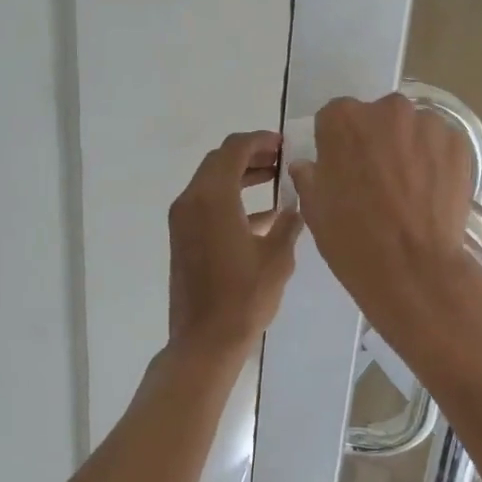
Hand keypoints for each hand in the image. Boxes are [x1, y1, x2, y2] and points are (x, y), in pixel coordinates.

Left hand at [168, 131, 302, 354]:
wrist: (205, 340)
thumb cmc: (244, 297)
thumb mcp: (277, 257)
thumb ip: (289, 222)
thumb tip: (297, 204)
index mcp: (213, 197)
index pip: (234, 149)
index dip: (261, 141)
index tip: (285, 144)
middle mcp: (191, 200)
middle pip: (219, 161)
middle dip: (251, 155)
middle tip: (282, 160)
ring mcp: (183, 220)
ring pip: (212, 182)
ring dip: (241, 176)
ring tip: (276, 181)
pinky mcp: (184, 238)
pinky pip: (207, 205)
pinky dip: (232, 200)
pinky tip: (265, 216)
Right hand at [289, 95, 481, 349]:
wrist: (413, 268)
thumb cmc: (353, 239)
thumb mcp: (315, 209)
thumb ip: (310, 176)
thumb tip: (309, 165)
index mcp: (343, 120)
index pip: (335, 118)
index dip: (338, 144)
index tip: (343, 169)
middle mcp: (387, 110)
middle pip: (378, 118)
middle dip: (377, 141)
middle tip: (378, 180)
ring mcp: (428, 124)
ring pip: (413, 130)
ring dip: (409, 149)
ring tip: (409, 189)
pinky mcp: (459, 144)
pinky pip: (441, 145)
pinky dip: (436, 162)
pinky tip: (431, 193)